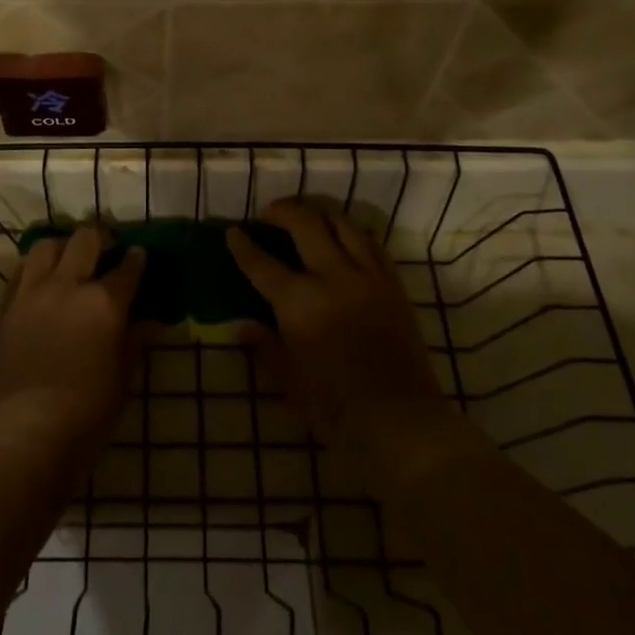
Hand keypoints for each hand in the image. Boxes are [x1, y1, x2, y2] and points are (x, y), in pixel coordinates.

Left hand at [0, 224, 146, 474]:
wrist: (24, 431)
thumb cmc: (86, 412)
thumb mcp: (123, 378)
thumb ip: (135, 342)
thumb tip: (151, 322)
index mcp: (104, 303)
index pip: (127, 268)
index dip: (136, 258)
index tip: (139, 255)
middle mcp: (68, 286)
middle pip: (85, 239)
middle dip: (100, 236)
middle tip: (107, 246)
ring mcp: (33, 292)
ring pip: (46, 246)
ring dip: (63, 246)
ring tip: (69, 258)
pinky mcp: (7, 306)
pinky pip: (21, 271)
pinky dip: (35, 267)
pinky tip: (42, 280)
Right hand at [228, 199, 463, 473]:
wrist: (402, 423)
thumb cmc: (336, 409)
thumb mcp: (289, 381)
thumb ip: (264, 346)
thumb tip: (240, 325)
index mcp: (300, 303)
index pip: (262, 263)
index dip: (243, 246)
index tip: (232, 232)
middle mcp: (333, 278)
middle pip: (305, 225)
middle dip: (282, 211)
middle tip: (269, 212)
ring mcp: (367, 277)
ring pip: (342, 224)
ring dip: (319, 212)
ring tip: (306, 214)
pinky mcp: (393, 285)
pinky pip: (372, 244)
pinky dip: (353, 232)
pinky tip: (344, 236)